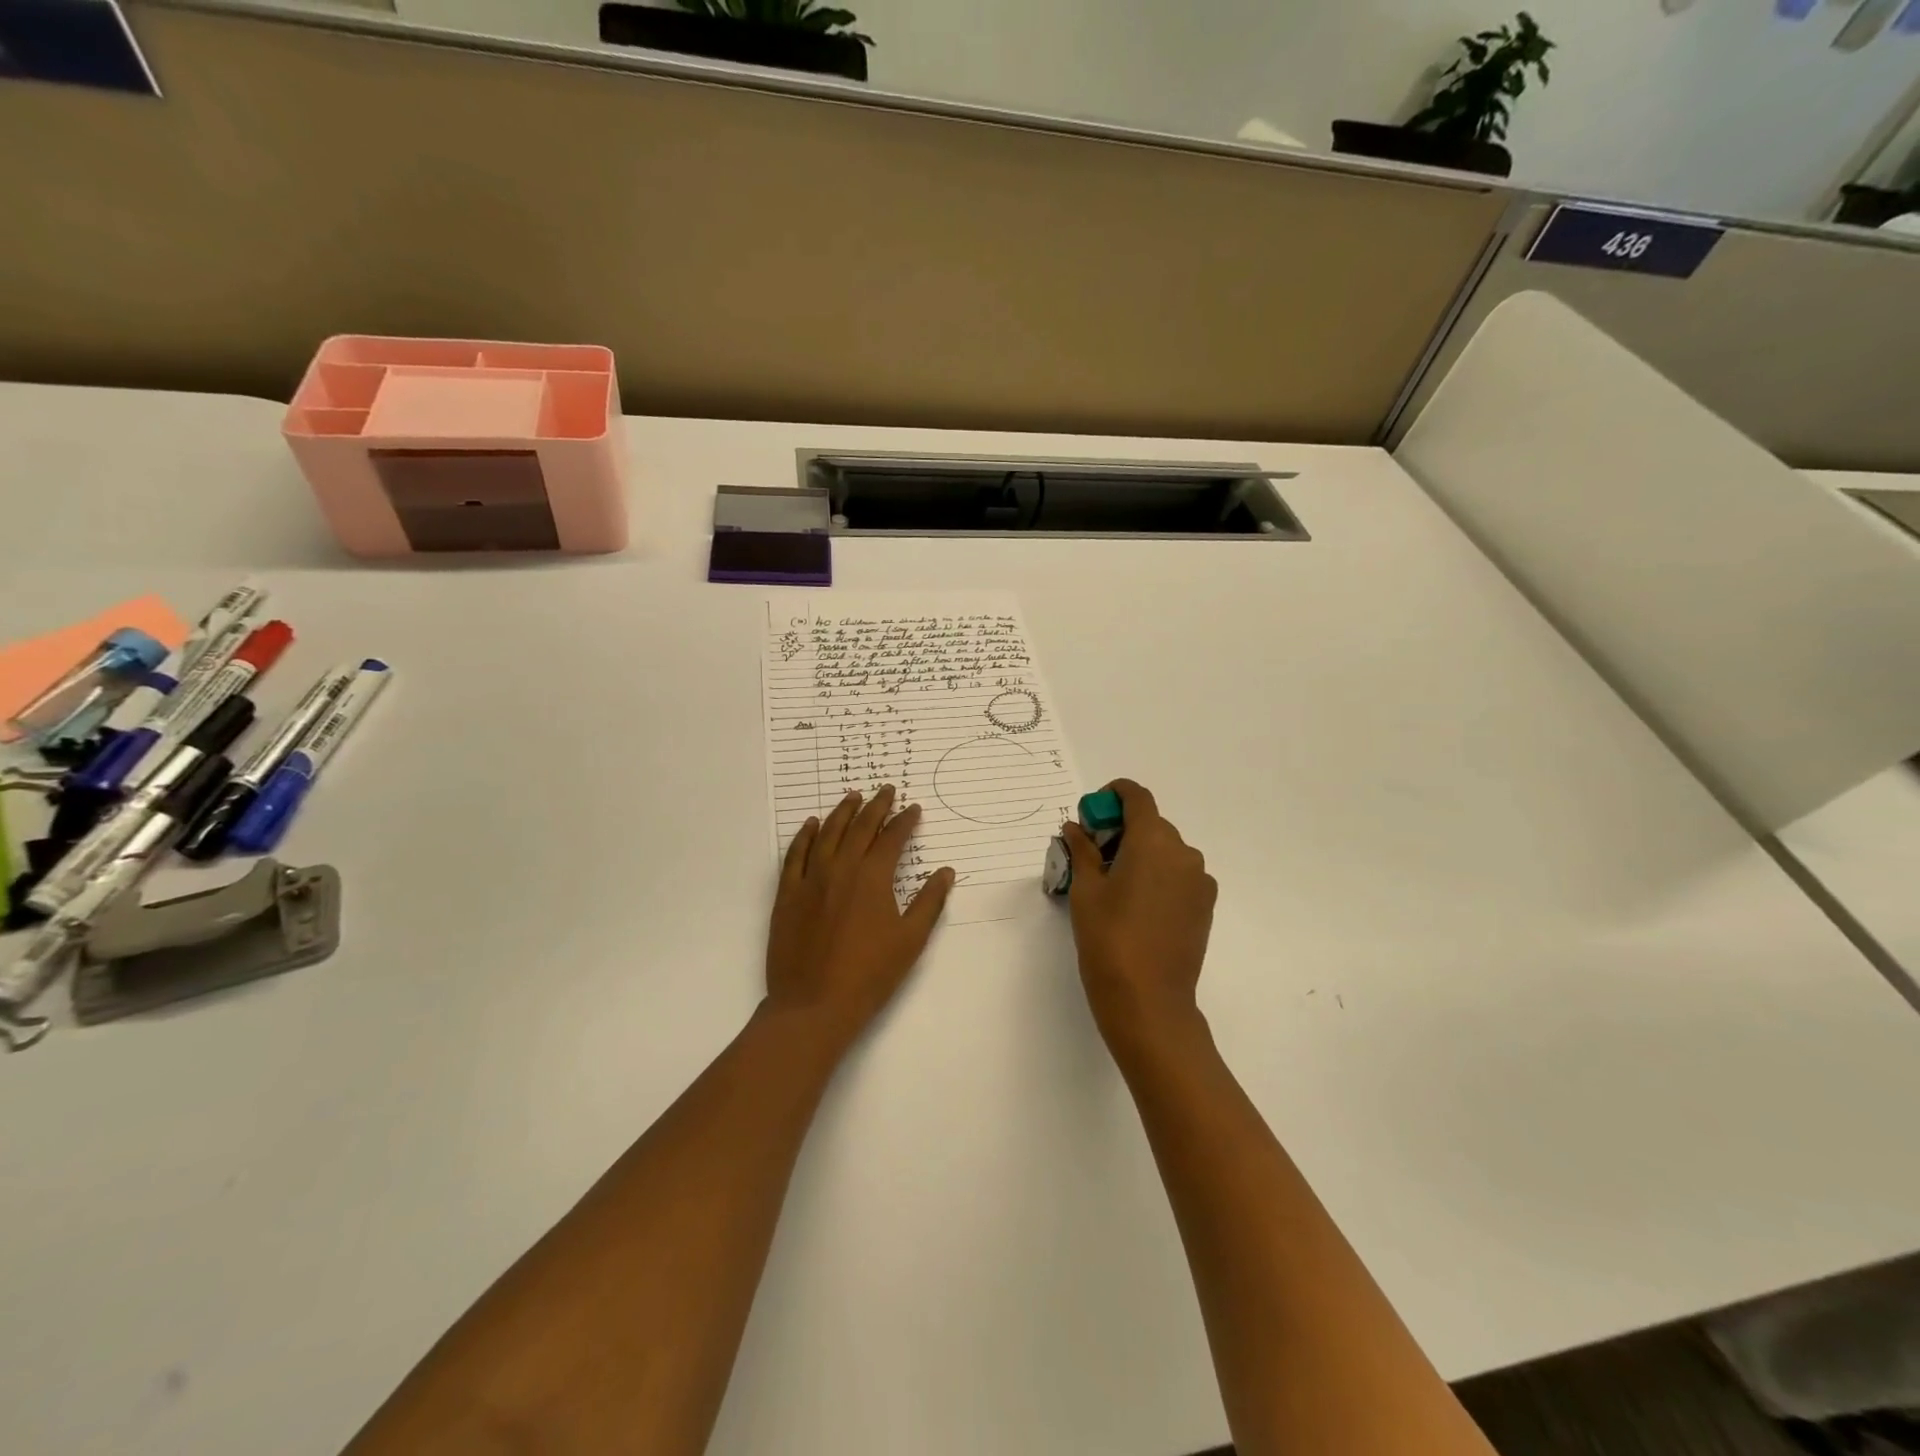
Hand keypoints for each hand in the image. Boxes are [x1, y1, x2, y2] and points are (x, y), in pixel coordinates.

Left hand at [766, 787, 955, 1043]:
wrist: (814, 1004)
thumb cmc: (870, 975)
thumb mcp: (910, 940)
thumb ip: (929, 902)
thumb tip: (945, 872)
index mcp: (873, 877)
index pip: (892, 838)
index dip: (905, 821)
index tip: (914, 809)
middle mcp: (841, 868)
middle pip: (860, 827)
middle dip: (876, 806)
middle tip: (886, 789)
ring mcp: (810, 879)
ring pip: (828, 833)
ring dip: (842, 811)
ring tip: (853, 795)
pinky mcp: (787, 894)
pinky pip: (795, 855)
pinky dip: (805, 835)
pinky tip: (812, 824)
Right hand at [1065, 779, 1217, 1049]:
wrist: (1149, 1000)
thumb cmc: (1109, 939)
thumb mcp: (1086, 891)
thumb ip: (1082, 850)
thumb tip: (1075, 828)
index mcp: (1153, 841)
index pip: (1137, 797)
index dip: (1113, 796)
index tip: (1092, 814)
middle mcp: (1183, 852)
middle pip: (1151, 824)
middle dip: (1121, 830)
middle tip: (1091, 856)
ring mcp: (1199, 880)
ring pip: (1166, 851)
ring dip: (1140, 854)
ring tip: (1113, 886)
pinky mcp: (1205, 905)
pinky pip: (1179, 875)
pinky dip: (1158, 875)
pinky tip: (1137, 906)